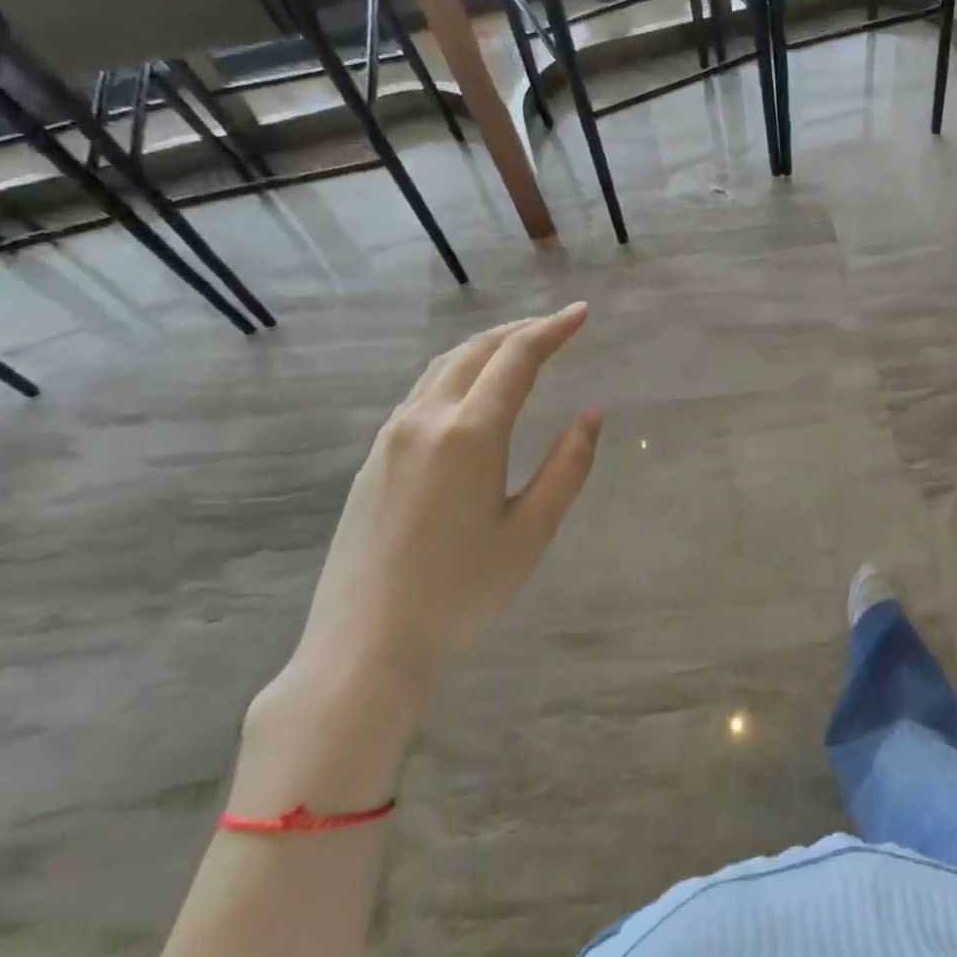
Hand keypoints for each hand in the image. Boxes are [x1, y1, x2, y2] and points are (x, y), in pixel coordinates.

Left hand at [286, 304, 601, 709]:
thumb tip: (591, 415)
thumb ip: (568, 466)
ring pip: (443, 367)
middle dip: (520, 330)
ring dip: (486, 347)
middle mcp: (425, 420)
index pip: (516, 358)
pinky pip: (422, 392)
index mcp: (469, 433)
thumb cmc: (463, 591)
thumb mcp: (533, 531)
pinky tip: (474, 391)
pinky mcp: (375, 459)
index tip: (582, 312)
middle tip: (557, 325)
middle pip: (475, 351)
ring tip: (520, 347)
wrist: (366, 644)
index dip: (552, 329)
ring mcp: (392, 437)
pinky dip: (458, 371)